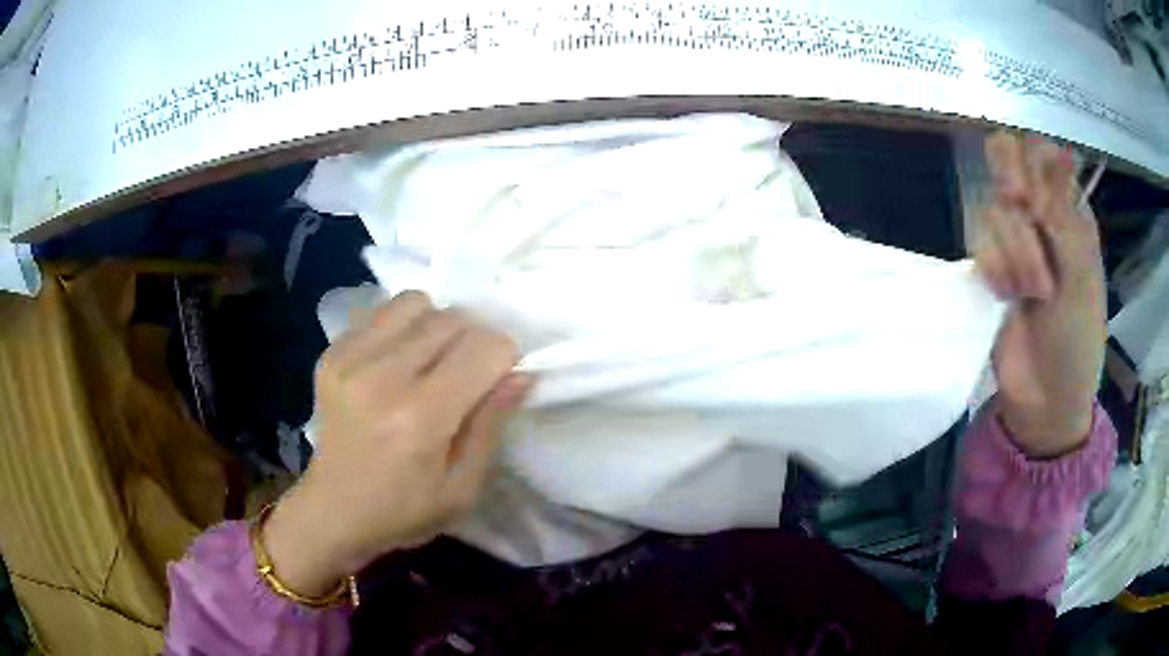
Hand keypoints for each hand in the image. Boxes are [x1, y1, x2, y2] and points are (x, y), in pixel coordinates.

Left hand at [263, 291, 529, 595]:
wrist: (332, 510)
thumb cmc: (403, 511)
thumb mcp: (462, 487)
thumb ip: (491, 425)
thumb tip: (522, 373)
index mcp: (420, 417)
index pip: (486, 347)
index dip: (505, 359)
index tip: (498, 382)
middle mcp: (382, 376)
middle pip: (453, 319)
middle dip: (475, 340)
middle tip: (468, 375)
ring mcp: (350, 358)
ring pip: (418, 303)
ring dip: (438, 326)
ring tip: (431, 361)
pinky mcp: (331, 353)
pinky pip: (382, 312)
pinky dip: (403, 327)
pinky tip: (397, 362)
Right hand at [974, 132, 1105, 457]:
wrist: (1045, 398)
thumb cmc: (1077, 342)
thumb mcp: (1082, 278)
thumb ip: (1065, 216)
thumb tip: (1057, 151)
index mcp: (1071, 212)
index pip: (1042, 151)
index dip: (1033, 163)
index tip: (1038, 197)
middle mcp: (1040, 215)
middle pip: (1006, 158)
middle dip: (1010, 182)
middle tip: (1020, 207)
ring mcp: (1013, 241)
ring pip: (994, 208)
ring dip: (1014, 251)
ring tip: (1031, 293)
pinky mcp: (990, 267)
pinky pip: (979, 244)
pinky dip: (994, 270)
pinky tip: (1007, 297)